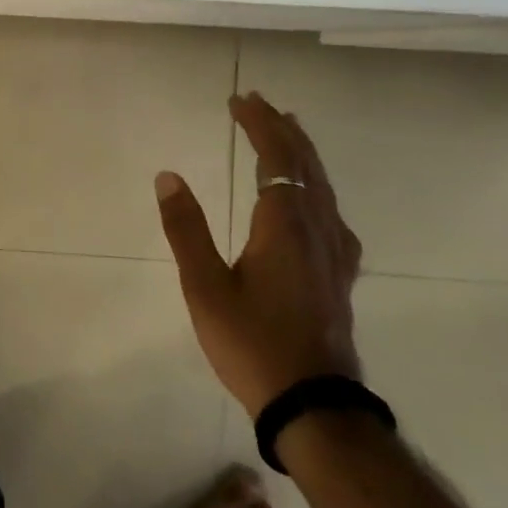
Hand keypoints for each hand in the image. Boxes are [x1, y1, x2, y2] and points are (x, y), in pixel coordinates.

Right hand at [155, 92, 362, 418]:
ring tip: (288, 133)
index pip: (277, 159)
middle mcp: (317, 230)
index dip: (259, 125)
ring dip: (303, 154)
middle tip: (259, 104)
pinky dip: (318, 187)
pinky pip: (332, 213)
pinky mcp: (340, 276)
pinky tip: (316, 202)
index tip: (239, 101)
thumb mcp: (204, 287)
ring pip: (324, 188)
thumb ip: (186, 228)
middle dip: (282, 130)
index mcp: (284, 226)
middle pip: (305, 166)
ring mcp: (335, 254)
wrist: (315, 406)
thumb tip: (168, 176)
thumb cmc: (252, 343)